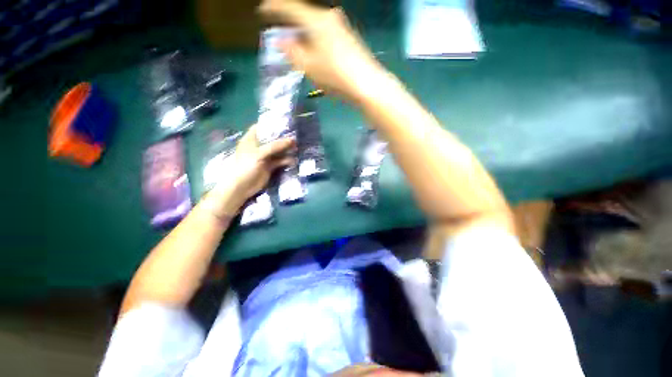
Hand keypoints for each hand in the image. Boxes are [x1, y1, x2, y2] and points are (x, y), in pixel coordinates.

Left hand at [207, 124, 294, 216]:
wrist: (242, 186)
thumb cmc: (246, 166)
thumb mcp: (260, 154)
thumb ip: (276, 146)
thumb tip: (292, 140)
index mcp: (251, 139)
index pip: (261, 128)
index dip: (272, 124)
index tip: (285, 122)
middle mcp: (259, 146)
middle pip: (272, 139)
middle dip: (283, 138)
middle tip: (296, 135)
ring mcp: (265, 157)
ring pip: (278, 150)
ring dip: (286, 149)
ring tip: (298, 147)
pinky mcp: (270, 166)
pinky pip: (280, 161)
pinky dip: (286, 160)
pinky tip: (294, 160)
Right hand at [259, 0, 387, 104]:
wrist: (367, 84)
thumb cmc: (335, 75)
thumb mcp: (308, 66)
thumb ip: (292, 51)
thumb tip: (282, 40)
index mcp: (316, 20)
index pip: (291, 7)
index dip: (275, 7)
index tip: (264, 10)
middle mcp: (330, 17)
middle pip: (305, 16)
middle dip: (292, 26)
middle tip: (282, 36)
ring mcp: (342, 27)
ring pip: (316, 26)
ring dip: (305, 35)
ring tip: (299, 49)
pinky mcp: (349, 38)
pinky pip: (326, 34)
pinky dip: (317, 41)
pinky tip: (317, 54)